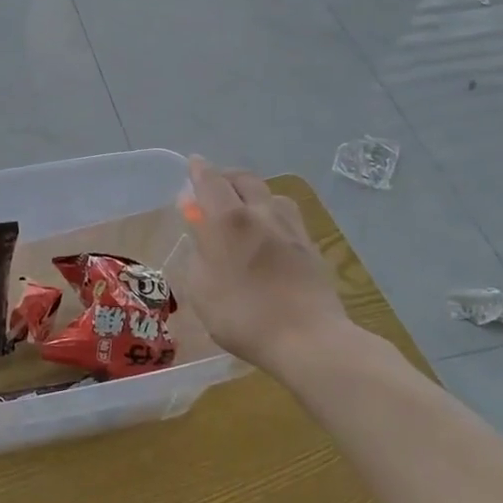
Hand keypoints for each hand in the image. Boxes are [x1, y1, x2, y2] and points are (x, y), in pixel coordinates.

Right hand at [179, 157, 352, 377]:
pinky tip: (269, 233)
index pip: (210, 180)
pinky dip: (271, 214)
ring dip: (253, 194)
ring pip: (270, 194)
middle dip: (225, 177)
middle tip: (213, 188)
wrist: (308, 339)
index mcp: (228, 220)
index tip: (192, 164)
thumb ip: (198, 254)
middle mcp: (261, 213)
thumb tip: (201, 234)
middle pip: (244, 179)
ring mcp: (291, 228)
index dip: (198, 170)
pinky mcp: (310, 246)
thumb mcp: (201, 289)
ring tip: (244, 210)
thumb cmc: (242, 315)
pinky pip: (287, 216)